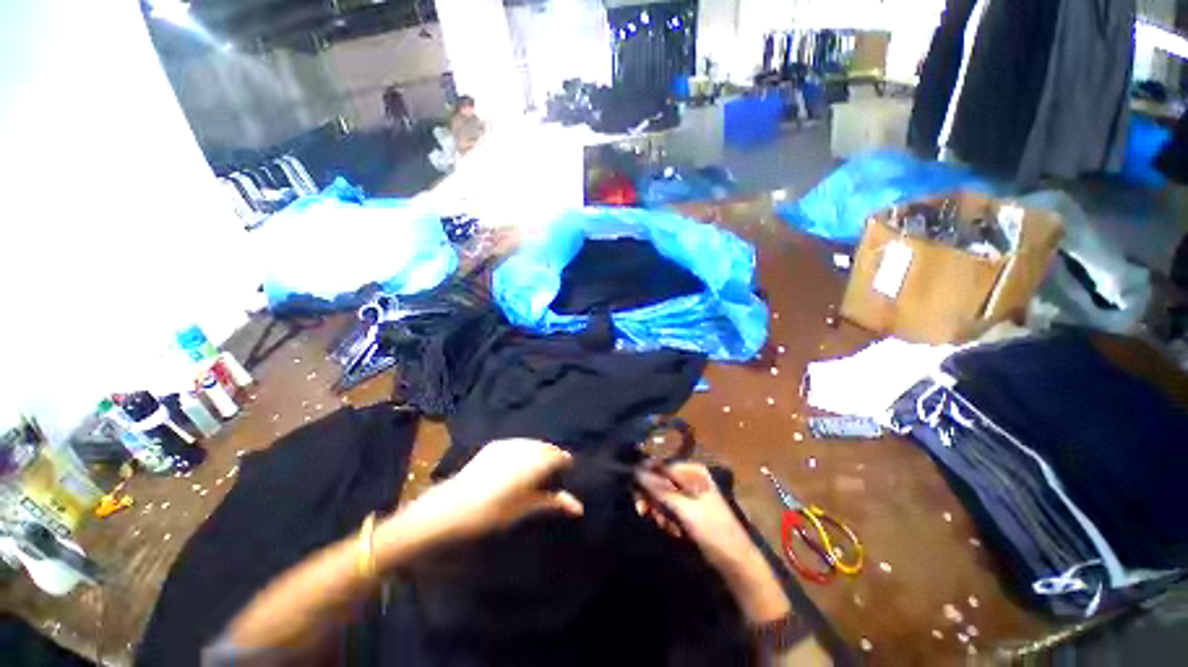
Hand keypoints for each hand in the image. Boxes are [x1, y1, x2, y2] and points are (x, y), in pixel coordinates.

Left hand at [383, 439, 583, 546]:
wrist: (451, 506)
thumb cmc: (490, 513)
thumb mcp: (524, 509)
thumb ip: (552, 503)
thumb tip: (578, 507)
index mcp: (533, 464)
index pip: (559, 456)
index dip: (566, 463)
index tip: (569, 472)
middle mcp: (523, 448)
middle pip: (548, 447)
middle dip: (554, 457)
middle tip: (556, 472)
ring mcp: (508, 443)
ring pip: (534, 443)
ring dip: (541, 451)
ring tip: (540, 467)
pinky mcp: (496, 444)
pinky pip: (520, 442)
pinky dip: (527, 449)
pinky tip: (522, 461)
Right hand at [636, 462, 757, 572]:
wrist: (735, 562)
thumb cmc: (712, 530)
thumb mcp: (683, 508)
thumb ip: (659, 489)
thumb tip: (635, 471)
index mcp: (691, 470)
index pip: (659, 466)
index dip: (645, 480)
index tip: (639, 500)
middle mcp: (688, 477)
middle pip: (658, 480)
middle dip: (652, 499)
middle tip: (646, 514)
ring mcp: (688, 493)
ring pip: (661, 496)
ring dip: (659, 512)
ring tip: (668, 527)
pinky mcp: (688, 509)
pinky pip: (668, 508)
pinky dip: (666, 519)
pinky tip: (673, 531)